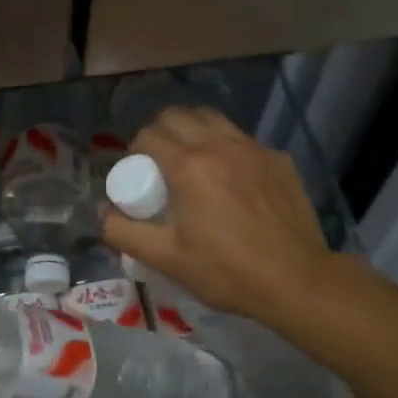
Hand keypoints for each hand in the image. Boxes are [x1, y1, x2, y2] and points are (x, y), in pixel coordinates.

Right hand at [101, 108, 342, 324]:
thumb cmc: (225, 270)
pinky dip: (227, 148)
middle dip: (160, 131)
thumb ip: (123, 233)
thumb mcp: (165, 258)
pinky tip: (231, 178)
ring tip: (192, 160)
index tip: (136, 172)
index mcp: (187, 166)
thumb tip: (101, 213)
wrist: (296, 281)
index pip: (148, 135)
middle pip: (178, 116)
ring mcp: (253, 149)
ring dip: (193, 130)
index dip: (135, 150)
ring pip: (212, 119)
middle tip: (159, 161)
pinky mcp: (278, 159)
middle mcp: (219, 145)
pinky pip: (243, 140)